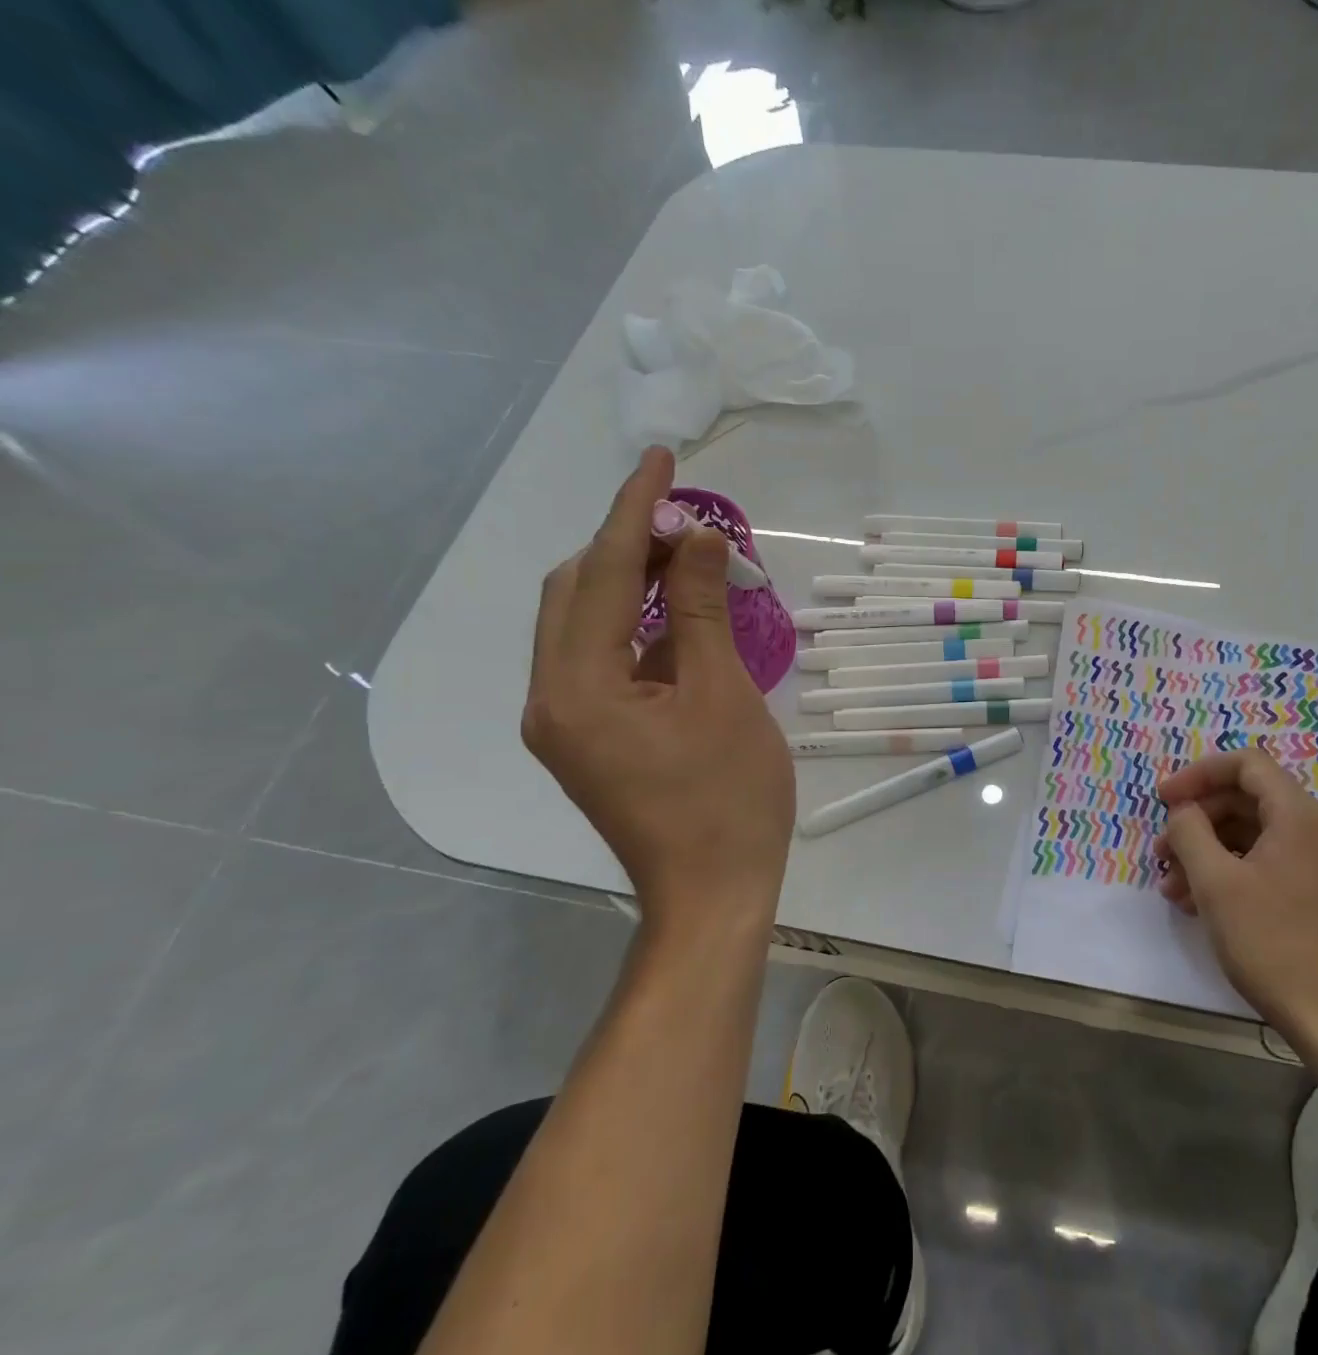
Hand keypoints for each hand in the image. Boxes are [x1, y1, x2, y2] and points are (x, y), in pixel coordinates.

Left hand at [521, 447, 794, 930]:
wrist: (712, 895)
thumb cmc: (729, 801)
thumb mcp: (724, 696)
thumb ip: (705, 610)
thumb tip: (699, 538)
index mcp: (578, 688)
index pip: (604, 573)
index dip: (635, 510)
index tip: (662, 458)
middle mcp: (551, 698)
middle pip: (577, 590)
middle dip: (630, 543)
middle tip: (690, 521)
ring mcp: (563, 721)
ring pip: (585, 623)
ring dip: (633, 582)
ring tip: (690, 559)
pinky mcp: (584, 737)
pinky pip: (600, 658)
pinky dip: (637, 626)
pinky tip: (681, 617)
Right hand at [1152, 749, 1317, 1057]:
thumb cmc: (1274, 943)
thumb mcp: (1216, 883)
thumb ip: (1190, 832)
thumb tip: (1183, 810)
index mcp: (1298, 815)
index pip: (1246, 764)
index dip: (1198, 774)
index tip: (1162, 800)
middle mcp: (1316, 830)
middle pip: (1246, 800)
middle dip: (1197, 821)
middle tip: (1161, 853)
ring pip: (1253, 836)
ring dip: (1207, 852)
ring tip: (1174, 890)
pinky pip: (1268, 864)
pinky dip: (1230, 873)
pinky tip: (1201, 905)